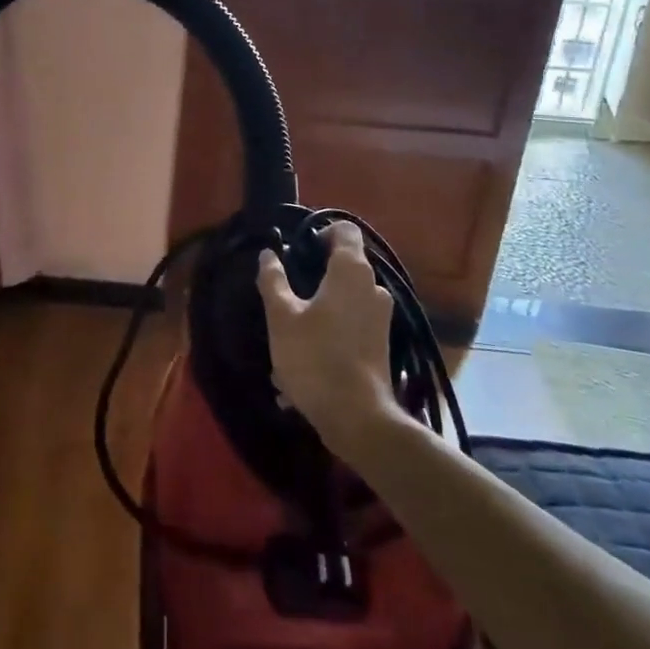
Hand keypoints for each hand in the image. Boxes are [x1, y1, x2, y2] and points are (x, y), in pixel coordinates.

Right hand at [257, 221, 399, 457]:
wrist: (357, 417)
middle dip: (317, 271)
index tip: (299, 247)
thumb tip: (268, 254)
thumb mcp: (282, 317)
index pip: (345, 230)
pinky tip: (306, 355)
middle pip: (345, 264)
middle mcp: (373, 287)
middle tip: (288, 287)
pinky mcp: (381, 342)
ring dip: (321, 304)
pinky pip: (352, 322)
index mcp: (351, 271)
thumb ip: (273, 280)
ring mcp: (381, 316)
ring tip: (292, 327)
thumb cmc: (315, 357)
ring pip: (346, 296)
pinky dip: (331, 329)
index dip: (321, 231)